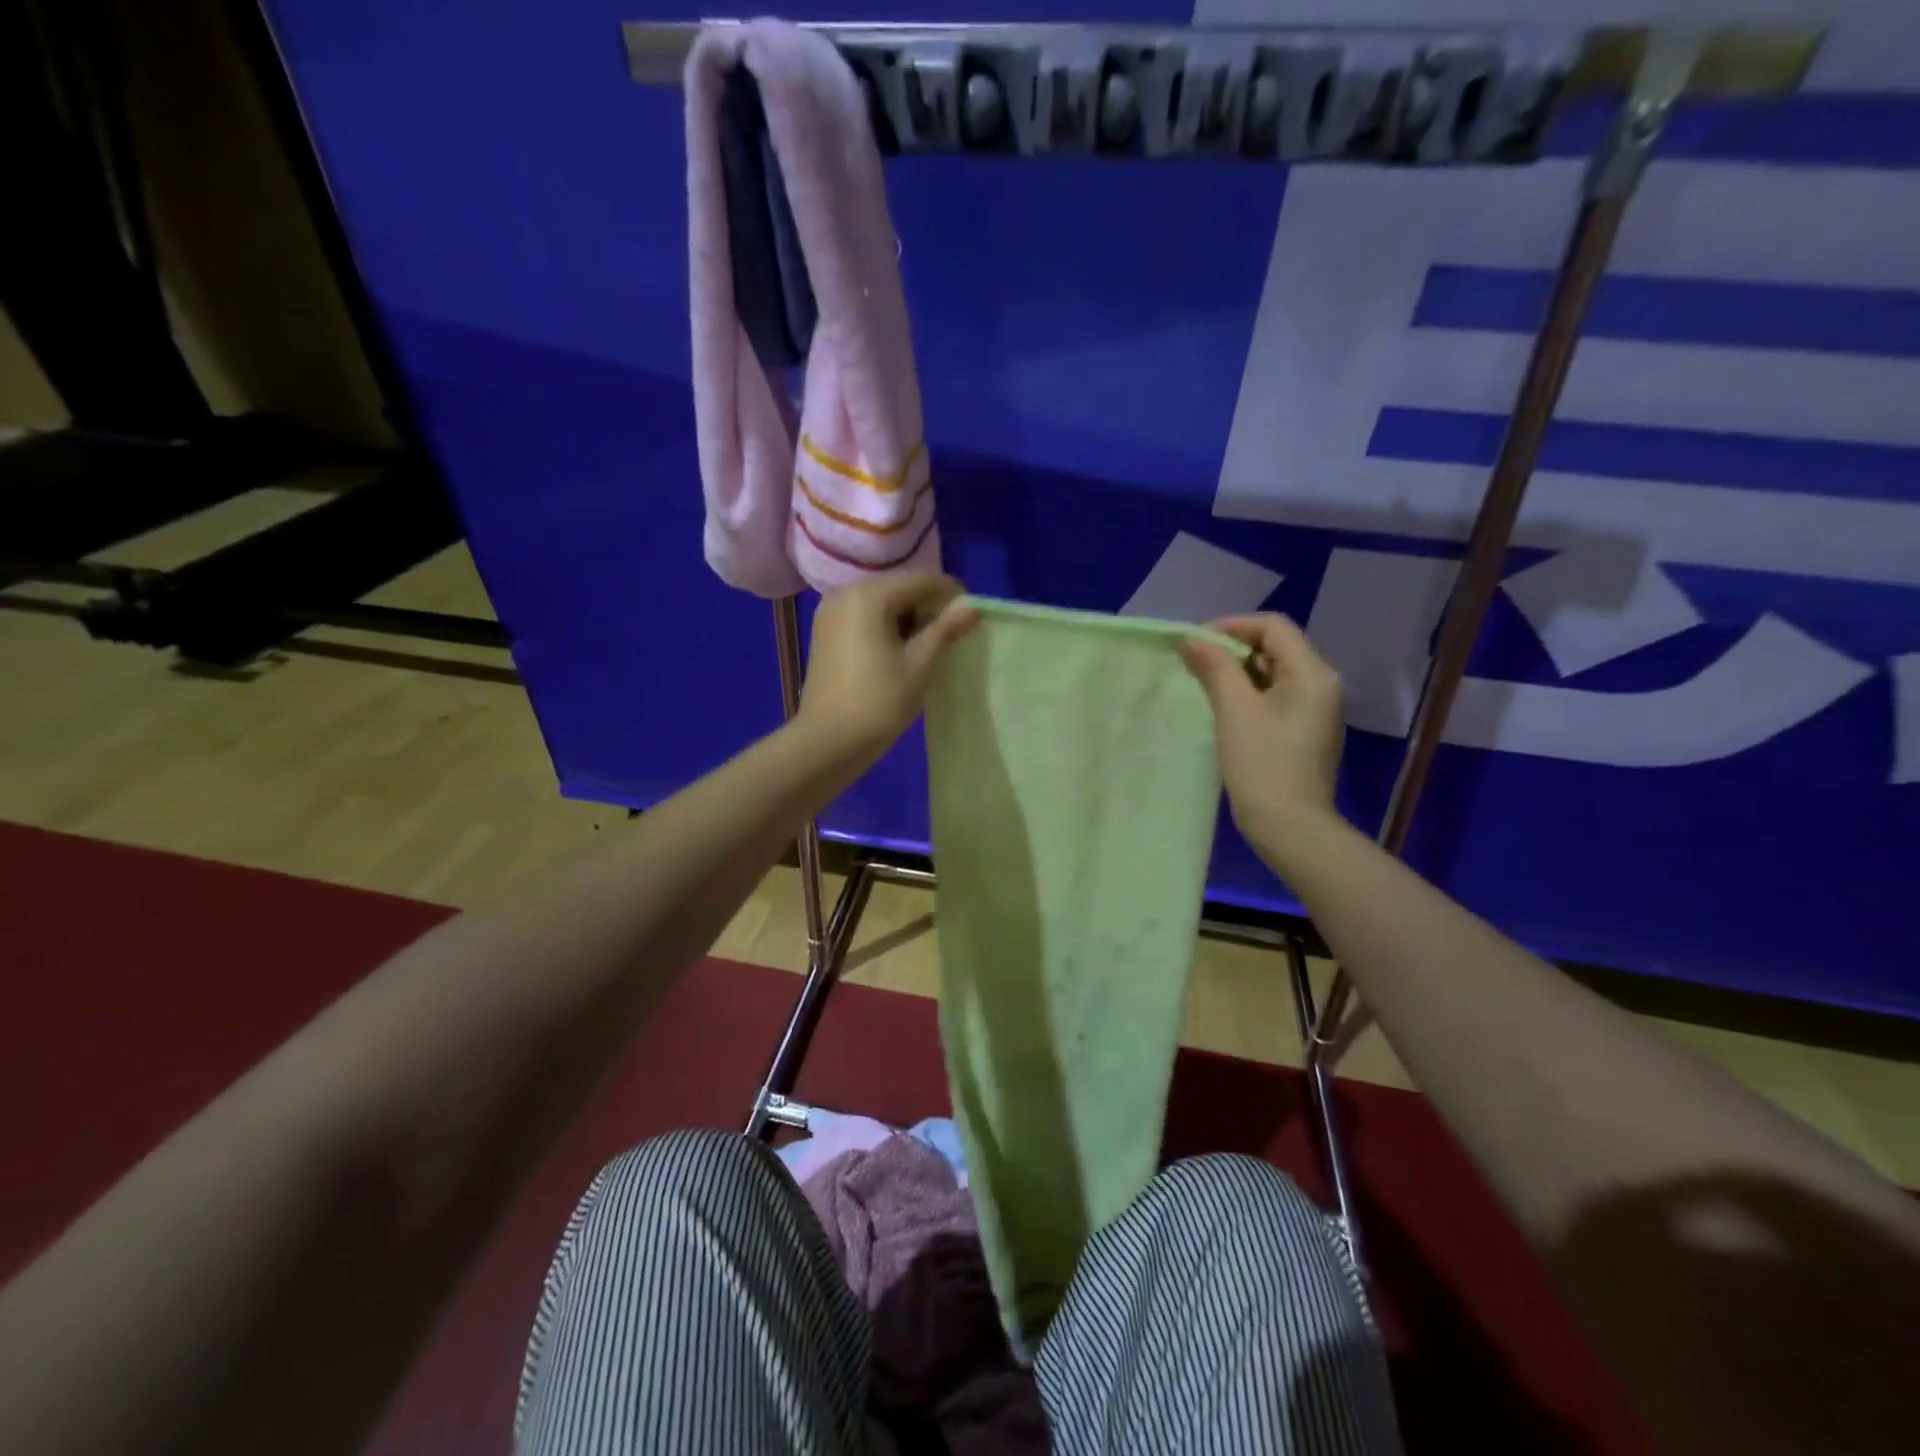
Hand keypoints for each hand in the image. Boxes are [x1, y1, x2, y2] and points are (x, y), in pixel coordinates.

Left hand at [799, 573, 978, 758]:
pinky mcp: (826, 632)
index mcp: (869, 595)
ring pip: (882, 602)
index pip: (921, 580)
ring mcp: (831, 612)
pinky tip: (901, 650)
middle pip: (899, 587)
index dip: (951, 594)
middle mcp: (846, 592)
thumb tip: (972, 608)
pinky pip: (865, 616)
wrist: (828, 741)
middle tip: (953, 633)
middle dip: (928, 605)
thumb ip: (945, 630)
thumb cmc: (879, 701)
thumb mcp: (919, 664)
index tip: (972, 616)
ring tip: (930, 645)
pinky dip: (887, 625)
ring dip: (908, 616)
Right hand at [1179, 614, 1345, 843]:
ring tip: (1205, 686)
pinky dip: (1251, 693)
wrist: (1290, 826)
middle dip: (1234, 648)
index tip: (1196, 643)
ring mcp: (1318, 710)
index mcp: (1312, 673)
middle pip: (1276, 647)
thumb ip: (1215, 667)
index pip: (1273, 626)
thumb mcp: (1234, 709)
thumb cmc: (1262, 763)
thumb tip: (1192, 640)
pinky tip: (1227, 710)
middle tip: (1196, 664)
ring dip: (1240, 672)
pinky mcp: (1307, 731)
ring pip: (1275, 673)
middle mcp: (1322, 684)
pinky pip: (1278, 697)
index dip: (1232, 626)